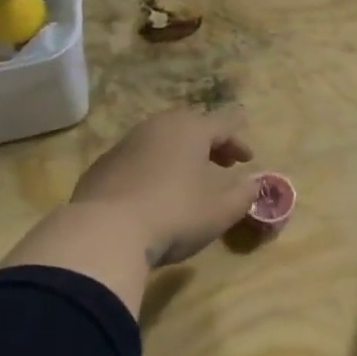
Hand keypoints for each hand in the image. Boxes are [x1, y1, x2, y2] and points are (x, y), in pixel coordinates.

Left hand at [70, 107, 258, 266]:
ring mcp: (125, 144)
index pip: (224, 122)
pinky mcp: (102, 167)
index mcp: (190, 129)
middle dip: (211, 144)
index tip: (249, 156)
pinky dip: (155, 169)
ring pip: (162, 141)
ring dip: (181, 156)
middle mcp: (157, 127)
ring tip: (191, 179)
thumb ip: (245, 194)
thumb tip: (254, 184)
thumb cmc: (175, 214)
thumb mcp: (222, 209)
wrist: (104, 233)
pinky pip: (138, 160)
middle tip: (224, 164)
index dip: (240, 137)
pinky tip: (156, 193)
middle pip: (191, 126)